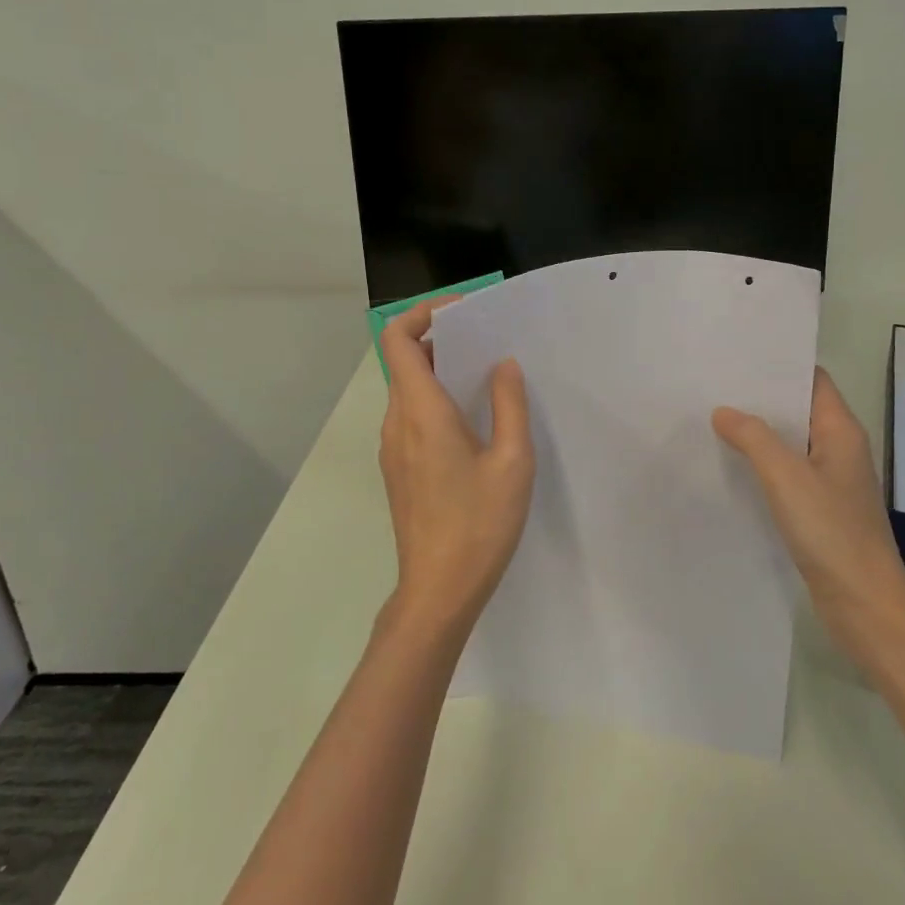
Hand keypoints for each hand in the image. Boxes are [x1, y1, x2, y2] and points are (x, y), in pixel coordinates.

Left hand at [377, 298, 534, 643]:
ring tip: (486, 377)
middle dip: (441, 340)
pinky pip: (411, 417)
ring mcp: (392, 448)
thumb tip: (503, 365)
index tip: (461, 313)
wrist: (438, 591)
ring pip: (408, 390)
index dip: (421, 314)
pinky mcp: (398, 469)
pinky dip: (435, 401)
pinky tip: (472, 422)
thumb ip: (509, 405)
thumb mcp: (512, 462)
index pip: (397, 340)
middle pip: (404, 361)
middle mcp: (397, 422)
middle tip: (487, 341)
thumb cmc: (478, 524)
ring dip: (440, 372)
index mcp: (421, 411)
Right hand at [713, 368, 904, 665]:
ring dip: (759, 434)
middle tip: (715, 387)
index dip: (780, 366)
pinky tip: (731, 468)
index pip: (813, 380)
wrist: (864, 604)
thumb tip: (723, 411)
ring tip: (714, 420)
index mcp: (841, 431)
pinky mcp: (820, 511)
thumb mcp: (786, 476)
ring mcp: (831, 482)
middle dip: (761, 399)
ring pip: (791, 445)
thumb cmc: (831, 531)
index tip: (739, 358)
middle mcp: (839, 450)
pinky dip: (763, 467)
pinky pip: (787, 475)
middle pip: (799, 410)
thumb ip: (754, 438)